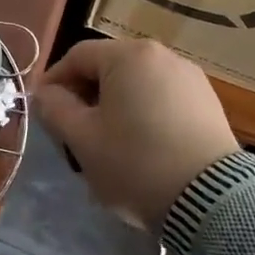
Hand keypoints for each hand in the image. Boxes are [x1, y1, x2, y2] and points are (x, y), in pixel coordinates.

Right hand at [30, 38, 239, 229]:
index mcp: (128, 55)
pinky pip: (163, 96)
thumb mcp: (83, 139)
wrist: (212, 201)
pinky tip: (142, 143)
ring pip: (136, 82)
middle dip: (85, 93)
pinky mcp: (208, 100)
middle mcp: (161, 54)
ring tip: (108, 139)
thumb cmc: (136, 163)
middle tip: (73, 128)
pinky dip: (144, 111)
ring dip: (115, 103)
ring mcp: (189, 76)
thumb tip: (45, 93)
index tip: (43, 109)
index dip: (54, 80)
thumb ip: (55, 109)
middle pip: (108, 66)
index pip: (77, 56)